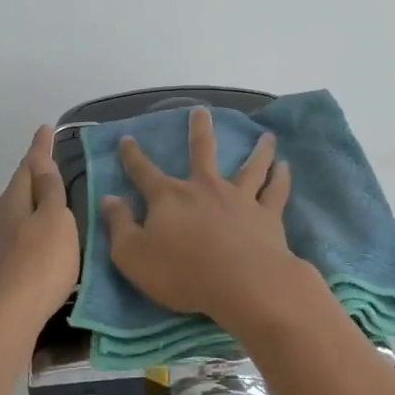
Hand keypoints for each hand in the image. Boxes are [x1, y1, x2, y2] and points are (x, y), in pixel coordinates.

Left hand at [0, 124, 80, 340]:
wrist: (2, 321)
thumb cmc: (37, 265)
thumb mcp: (54, 221)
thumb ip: (50, 191)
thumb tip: (41, 161)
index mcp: (14, 200)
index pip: (30, 165)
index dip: (40, 147)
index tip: (46, 128)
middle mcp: (1, 217)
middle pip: (20, 187)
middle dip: (34, 173)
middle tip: (50, 159)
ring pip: (17, 211)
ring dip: (32, 200)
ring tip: (50, 197)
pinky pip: (18, 233)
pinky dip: (31, 225)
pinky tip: (40, 238)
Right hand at [100, 108, 312, 336]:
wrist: (242, 284)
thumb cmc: (182, 273)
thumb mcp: (133, 255)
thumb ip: (119, 225)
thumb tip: (108, 198)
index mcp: (169, 197)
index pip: (144, 171)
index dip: (133, 156)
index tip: (127, 138)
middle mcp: (205, 188)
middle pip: (202, 151)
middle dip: (199, 129)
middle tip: (201, 110)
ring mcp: (239, 198)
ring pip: (250, 167)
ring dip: (258, 150)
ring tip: (266, 136)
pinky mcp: (267, 216)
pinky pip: (276, 191)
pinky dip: (281, 178)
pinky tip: (285, 167)